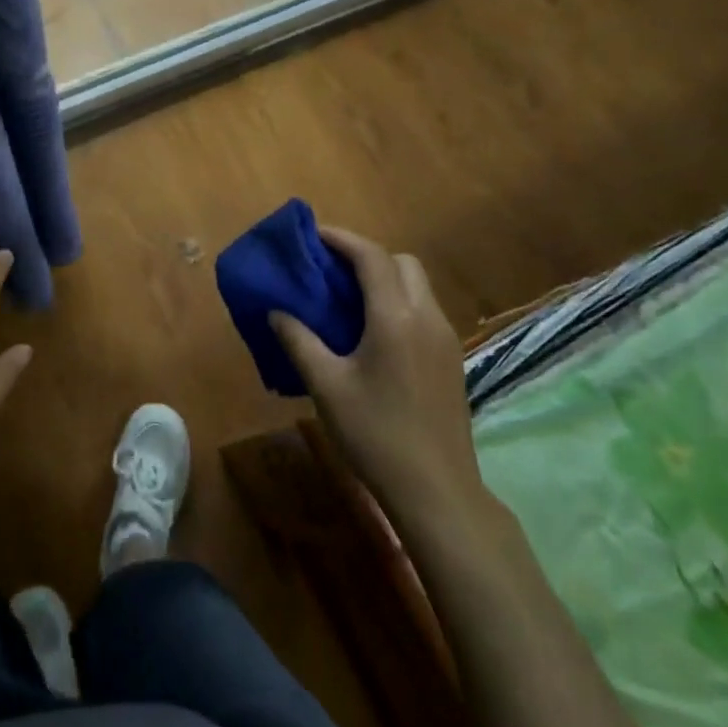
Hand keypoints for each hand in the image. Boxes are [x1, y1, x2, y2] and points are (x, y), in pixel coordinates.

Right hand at [271, 227, 485, 518]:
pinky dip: (398, 302)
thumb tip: (275, 311)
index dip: (341, 238)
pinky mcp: (452, 359)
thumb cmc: (375, 434)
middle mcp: (426, 317)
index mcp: (395, 317)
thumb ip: (299, 341)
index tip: (313, 234)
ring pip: (417, 285)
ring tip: (348, 298)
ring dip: (385, 278)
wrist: (438, 491)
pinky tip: (373, 333)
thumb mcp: (326, 386)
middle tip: (332, 270)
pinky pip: (424, 310)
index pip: (371, 256)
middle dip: (367, 255)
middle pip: (401, 262)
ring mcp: (445, 338)